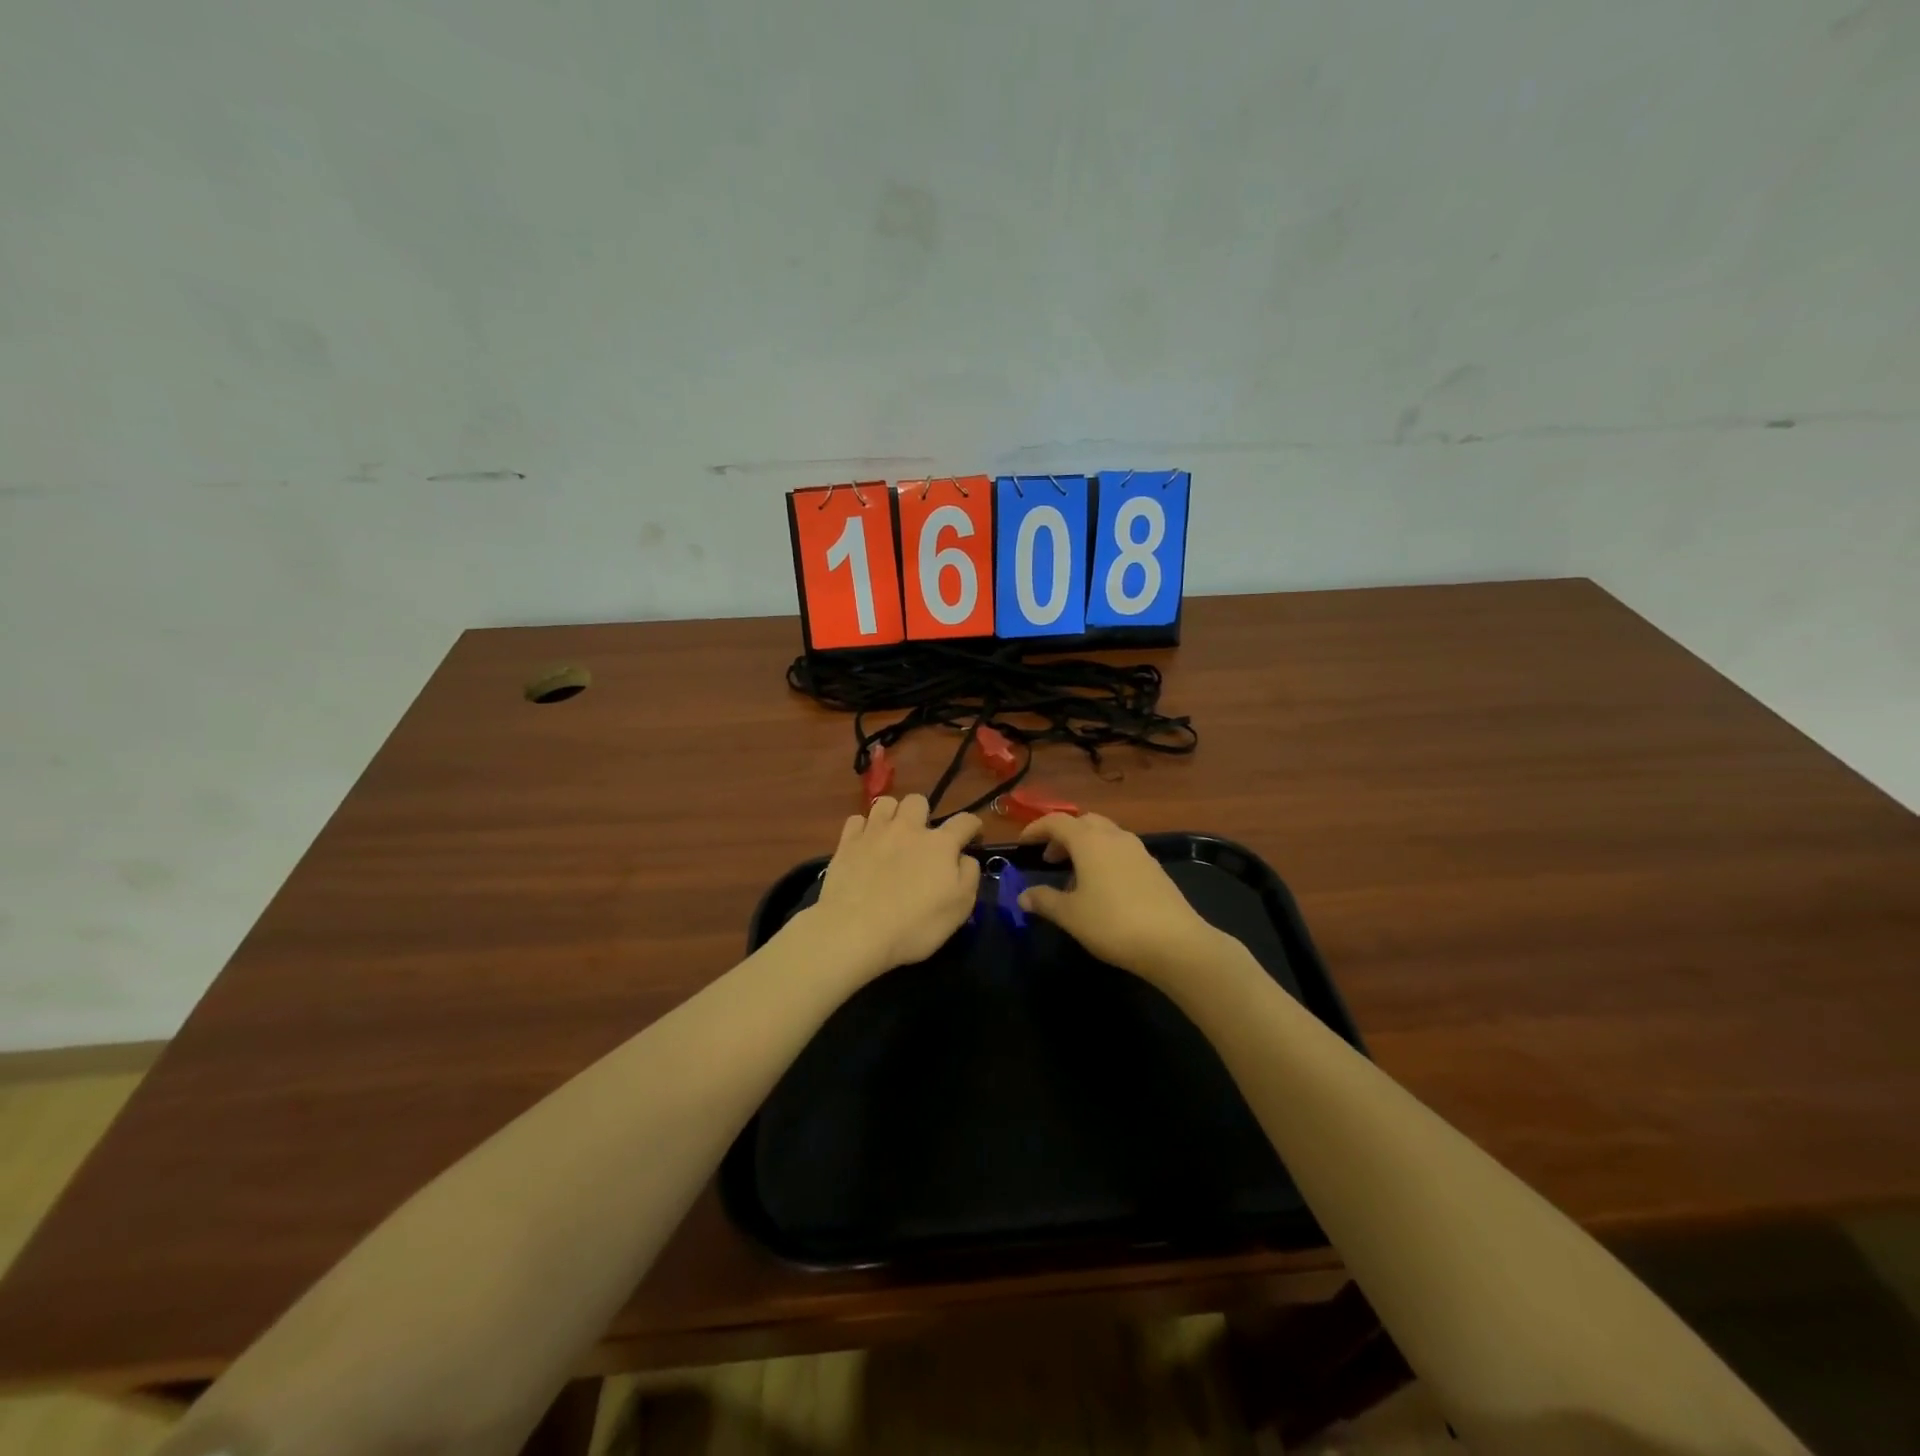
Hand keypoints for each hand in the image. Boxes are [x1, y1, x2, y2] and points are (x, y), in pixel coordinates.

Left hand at [809, 795, 982, 977]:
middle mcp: (908, 829)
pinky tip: (864, 844)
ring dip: (892, 814)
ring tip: (891, 834)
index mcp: (940, 844)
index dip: (972, 825)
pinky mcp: (846, 843)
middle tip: (921, 837)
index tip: (973, 835)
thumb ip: (969, 875)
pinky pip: (856, 819)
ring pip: (885, 802)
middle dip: (923, 813)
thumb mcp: (959, 908)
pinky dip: (863, 828)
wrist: (855, 931)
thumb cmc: (914, 925)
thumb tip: (964, 857)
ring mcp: (874, 832)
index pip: (964, 821)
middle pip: (918, 801)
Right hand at [1016, 813, 1223, 984]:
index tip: (1023, 844)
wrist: (1175, 942)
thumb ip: (1044, 901)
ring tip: (1074, 874)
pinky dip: (1104, 857)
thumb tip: (1023, 896)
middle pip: (1084, 822)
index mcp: (1089, 841)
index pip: (1057, 822)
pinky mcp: (1154, 867)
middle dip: (1063, 835)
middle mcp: (1114, 837)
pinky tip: (1102, 886)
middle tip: (1049, 858)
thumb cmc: (1113, 923)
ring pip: (1105, 834)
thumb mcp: (1070, 915)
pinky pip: (1121, 850)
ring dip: (1085, 845)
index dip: (1036, 828)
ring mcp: (1138, 850)